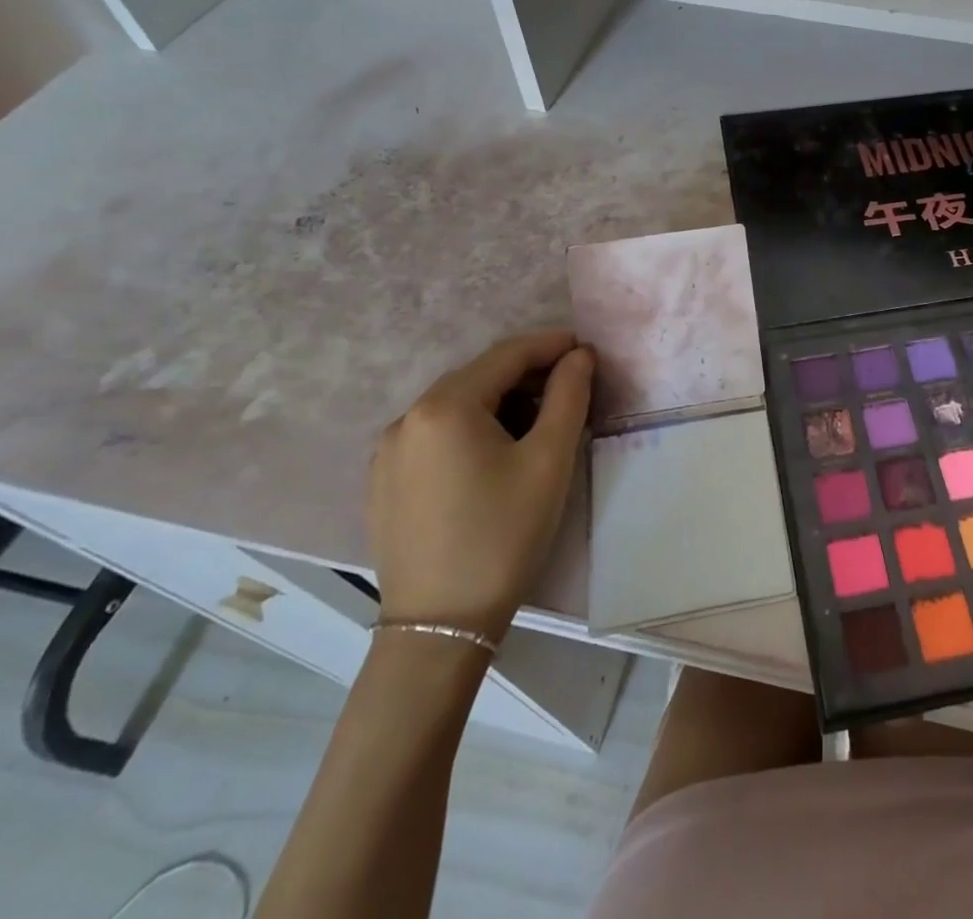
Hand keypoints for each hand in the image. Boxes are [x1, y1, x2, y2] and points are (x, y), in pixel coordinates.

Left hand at [368, 330, 593, 637]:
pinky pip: (435, 435)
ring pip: (456, 406)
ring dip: (501, 402)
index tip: (587, 350)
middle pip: (479, 377)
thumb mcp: (549, 460)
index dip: (552, 345)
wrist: (441, 626)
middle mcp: (407, 418)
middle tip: (571, 389)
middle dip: (528, 375)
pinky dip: (472, 428)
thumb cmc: (504, 534)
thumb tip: (579, 356)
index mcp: (445, 406)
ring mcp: (388, 452)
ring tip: (540, 422)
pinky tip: (496, 455)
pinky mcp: (384, 482)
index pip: (507, 354)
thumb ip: (569, 396)